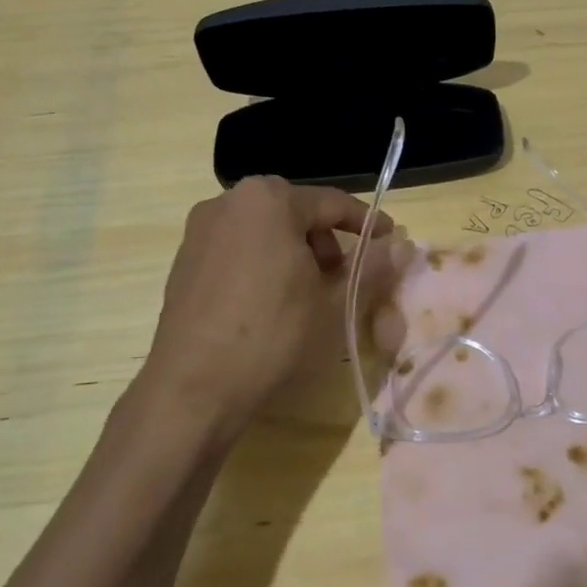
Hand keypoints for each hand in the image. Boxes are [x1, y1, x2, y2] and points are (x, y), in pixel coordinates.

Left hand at [133, 177, 404, 436]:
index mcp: (268, 200)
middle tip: (345, 276)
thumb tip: (401, 246)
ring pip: (264, 230)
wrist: (193, 387)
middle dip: (326, 241)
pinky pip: (237, 248)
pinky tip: (270, 302)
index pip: (331, 203)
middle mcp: (228, 201)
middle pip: (295, 212)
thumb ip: (372, 266)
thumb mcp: (332, 302)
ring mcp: (200, 230)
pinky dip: (263, 263)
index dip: (366, 223)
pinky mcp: (184, 259)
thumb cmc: (272, 334)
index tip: (389, 241)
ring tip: (308, 293)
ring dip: (294, 252)